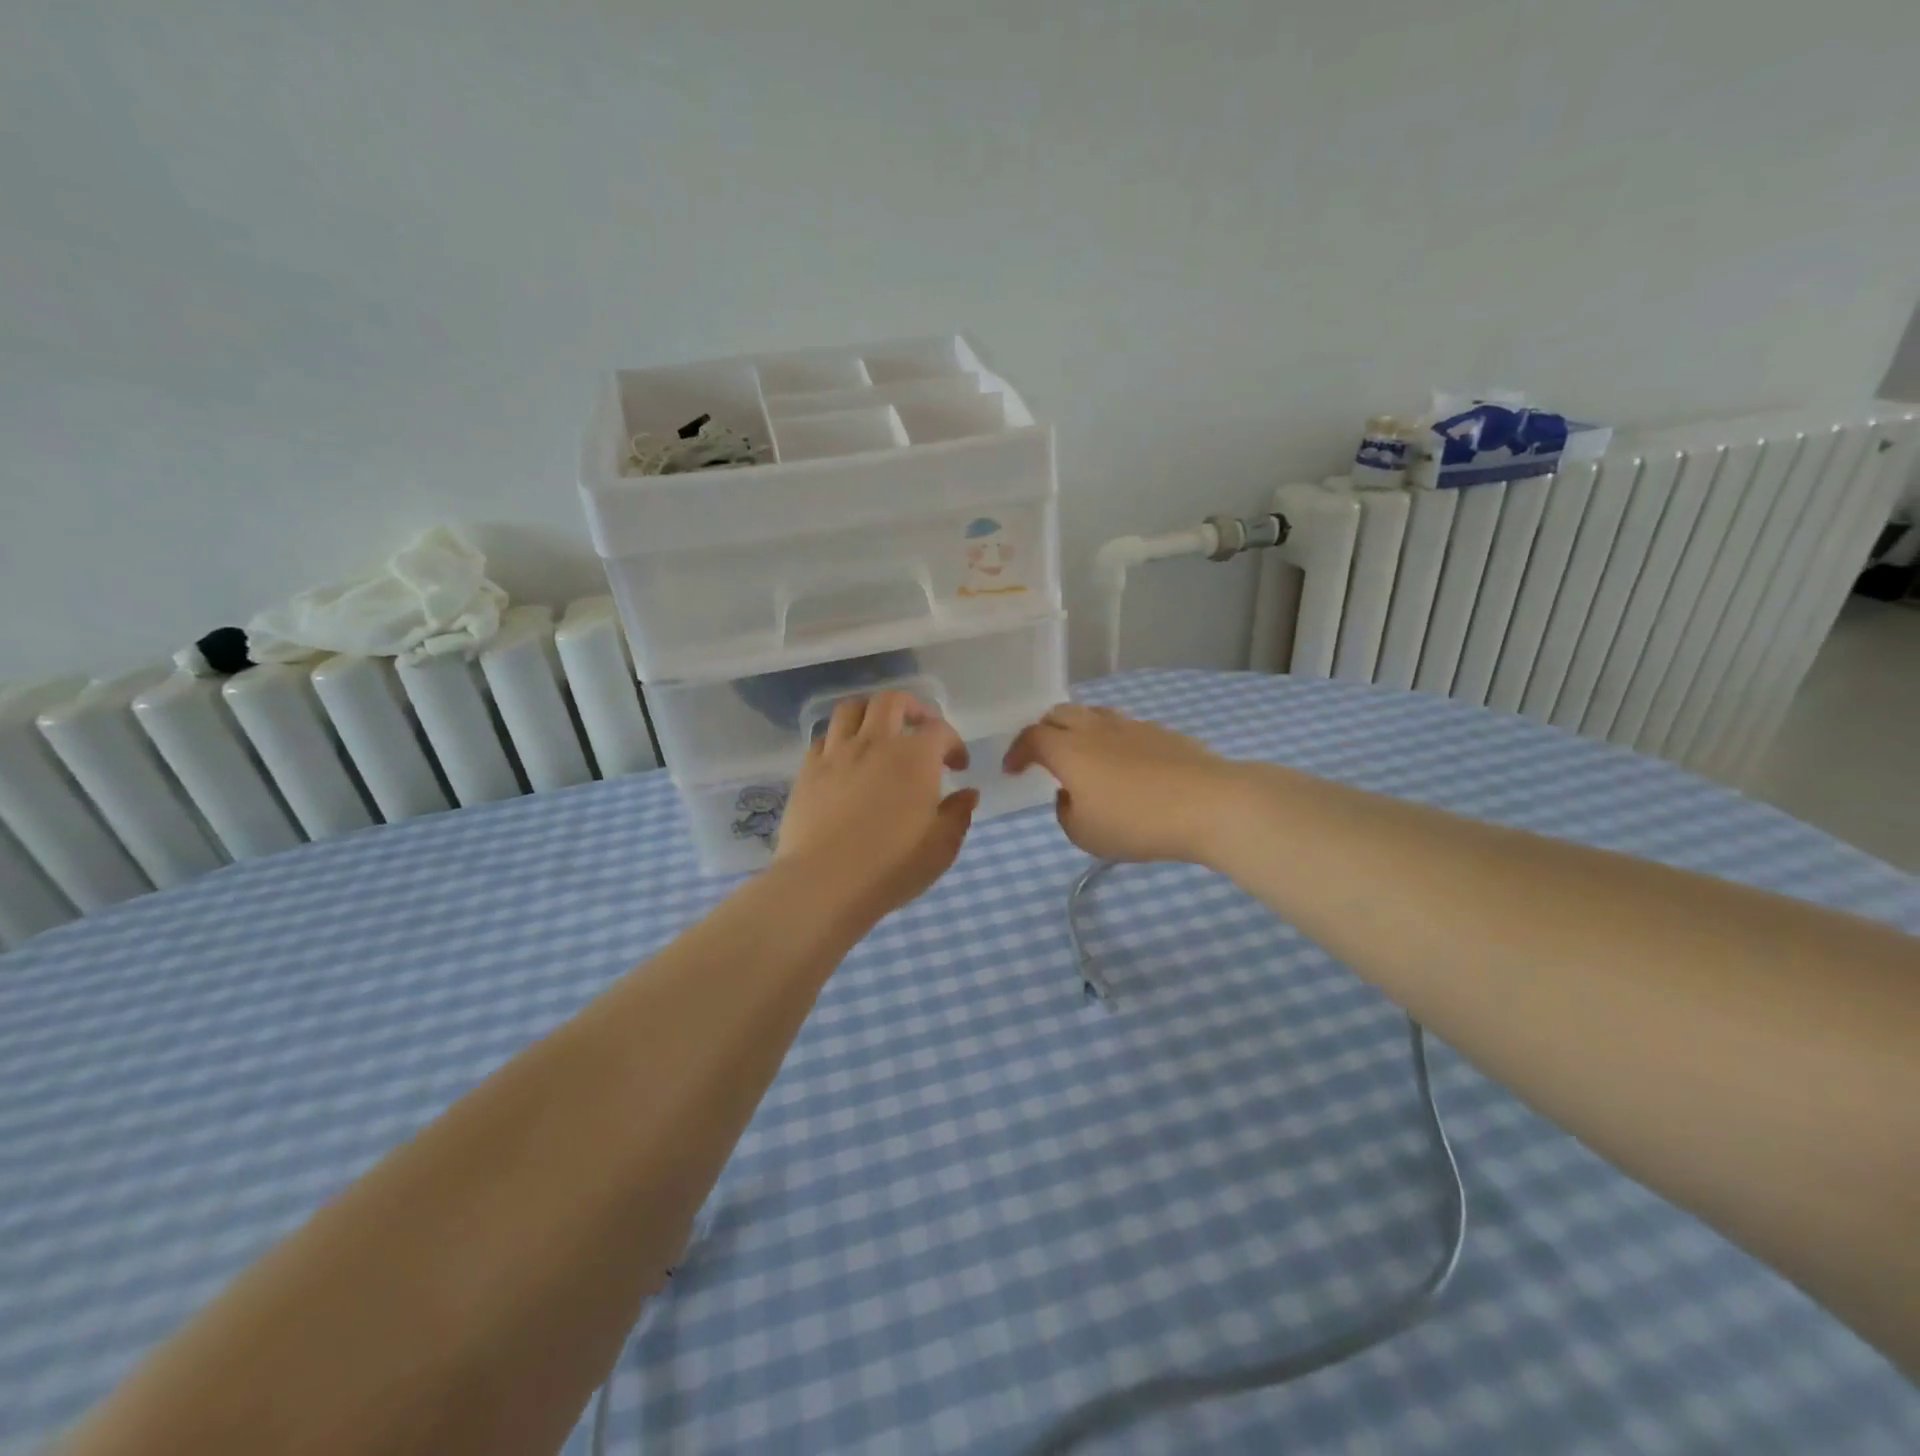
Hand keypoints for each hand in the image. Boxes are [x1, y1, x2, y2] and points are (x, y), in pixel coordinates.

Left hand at [775, 691, 977, 921]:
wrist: (824, 882)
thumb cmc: (891, 866)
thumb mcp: (941, 847)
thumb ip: (958, 814)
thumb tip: (968, 793)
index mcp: (914, 758)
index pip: (940, 730)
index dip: (954, 743)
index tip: (957, 766)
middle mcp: (875, 743)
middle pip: (891, 701)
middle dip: (912, 708)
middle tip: (919, 729)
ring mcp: (837, 753)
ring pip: (851, 708)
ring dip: (870, 713)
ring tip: (878, 732)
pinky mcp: (808, 770)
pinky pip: (823, 737)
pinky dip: (839, 738)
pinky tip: (845, 758)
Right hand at [1003, 704, 1239, 863]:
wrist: (1209, 803)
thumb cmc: (1137, 821)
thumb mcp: (1085, 834)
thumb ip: (1065, 813)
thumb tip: (1069, 795)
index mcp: (1068, 749)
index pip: (1031, 737)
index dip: (1016, 752)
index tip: (1012, 769)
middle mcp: (1095, 728)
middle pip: (1059, 713)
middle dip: (1043, 731)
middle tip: (1042, 755)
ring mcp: (1131, 725)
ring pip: (1093, 713)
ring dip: (1078, 729)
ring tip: (1082, 754)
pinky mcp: (1161, 732)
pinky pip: (1123, 727)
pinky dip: (1110, 739)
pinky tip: (1122, 763)